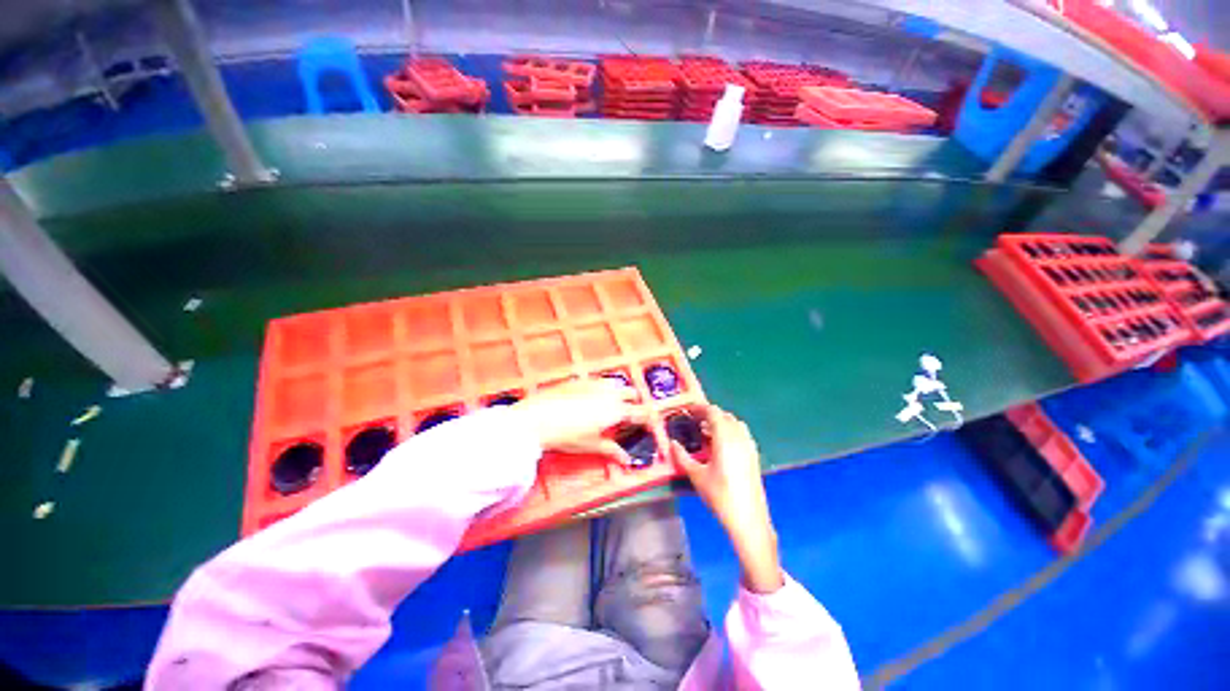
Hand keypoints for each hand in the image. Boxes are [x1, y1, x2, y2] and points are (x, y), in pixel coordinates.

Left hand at [513, 378, 647, 465]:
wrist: (538, 418)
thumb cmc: (567, 437)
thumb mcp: (590, 446)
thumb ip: (611, 450)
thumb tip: (627, 460)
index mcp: (615, 411)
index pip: (639, 412)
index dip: (646, 417)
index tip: (648, 421)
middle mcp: (610, 393)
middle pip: (632, 392)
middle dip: (634, 401)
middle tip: (628, 413)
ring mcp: (595, 383)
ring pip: (617, 383)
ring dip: (619, 392)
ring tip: (611, 403)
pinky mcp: (582, 379)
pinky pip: (600, 380)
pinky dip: (603, 387)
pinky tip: (593, 395)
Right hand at [670, 405, 783, 593]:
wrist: (749, 519)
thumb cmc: (720, 496)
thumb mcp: (696, 476)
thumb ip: (682, 457)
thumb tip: (671, 443)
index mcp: (725, 438)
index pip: (713, 412)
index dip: (700, 408)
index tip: (688, 410)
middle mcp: (739, 438)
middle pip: (725, 416)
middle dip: (710, 415)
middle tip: (694, 421)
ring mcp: (749, 446)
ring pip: (735, 424)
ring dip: (721, 423)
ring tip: (706, 432)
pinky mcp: (754, 456)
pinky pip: (742, 434)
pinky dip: (730, 432)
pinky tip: (721, 446)